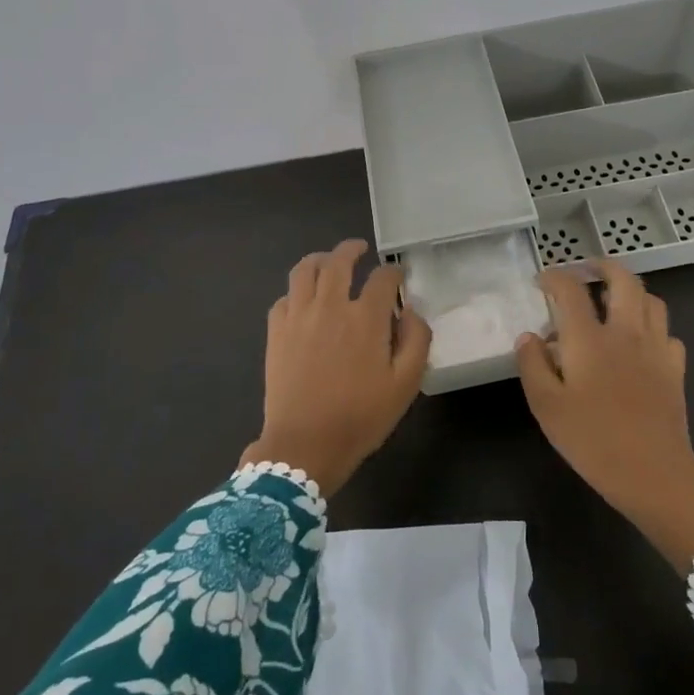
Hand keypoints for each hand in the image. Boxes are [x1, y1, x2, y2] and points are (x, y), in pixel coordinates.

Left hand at [244, 239, 431, 496]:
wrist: (304, 444)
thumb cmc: (361, 417)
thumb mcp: (406, 384)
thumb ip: (417, 340)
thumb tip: (411, 311)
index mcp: (366, 317)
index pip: (383, 278)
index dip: (394, 272)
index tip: (398, 276)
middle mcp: (331, 306)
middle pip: (339, 261)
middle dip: (352, 249)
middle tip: (360, 249)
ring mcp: (298, 315)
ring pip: (305, 270)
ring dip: (320, 259)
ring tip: (328, 261)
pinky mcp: (276, 331)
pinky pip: (284, 297)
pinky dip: (297, 290)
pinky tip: (304, 298)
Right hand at [516, 260, 693, 568]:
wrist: (655, 475)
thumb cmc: (593, 441)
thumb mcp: (546, 407)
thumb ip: (532, 365)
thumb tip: (529, 337)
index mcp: (589, 338)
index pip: (570, 290)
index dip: (554, 277)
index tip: (542, 280)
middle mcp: (625, 332)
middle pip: (623, 280)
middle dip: (603, 266)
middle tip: (587, 268)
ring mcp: (655, 348)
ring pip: (651, 300)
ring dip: (631, 290)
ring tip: (614, 298)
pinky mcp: (675, 369)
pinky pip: (667, 332)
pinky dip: (652, 325)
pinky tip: (640, 340)